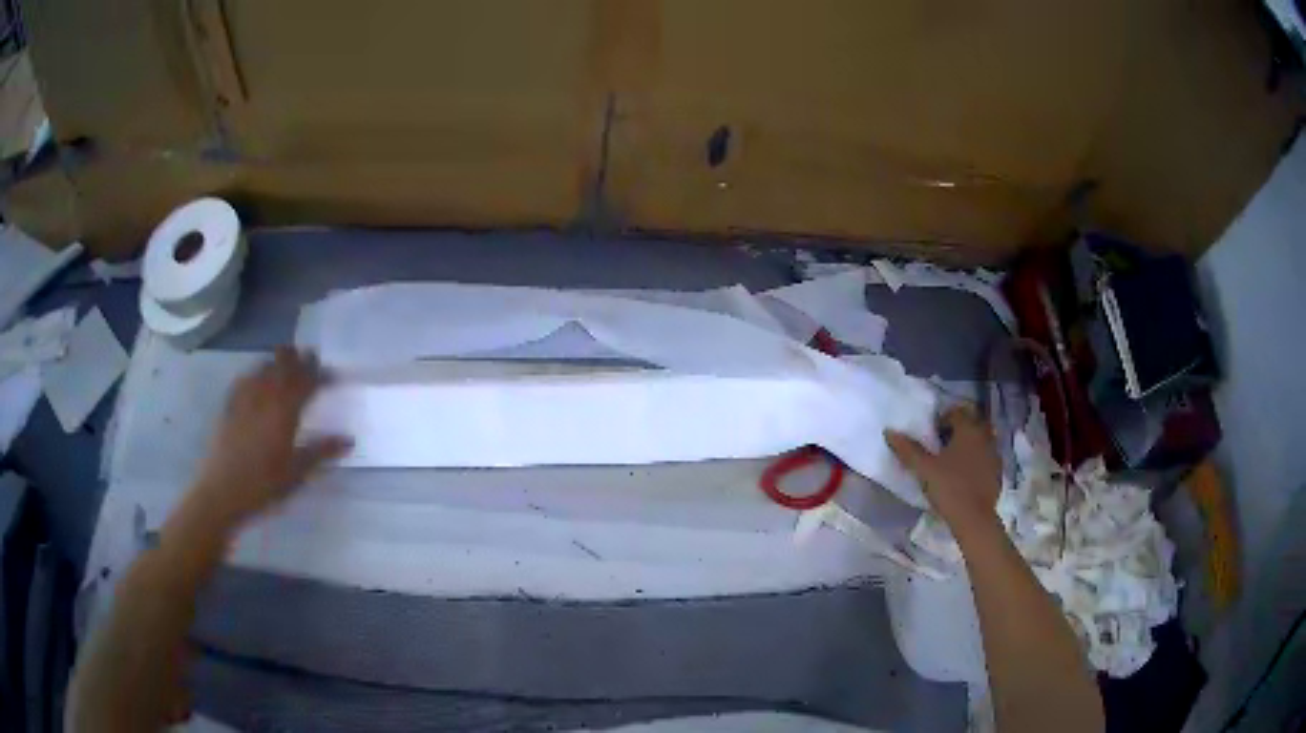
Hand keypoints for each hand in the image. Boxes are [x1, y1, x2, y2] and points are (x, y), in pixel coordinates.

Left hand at [191, 347, 351, 525]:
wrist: (223, 492)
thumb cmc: (264, 486)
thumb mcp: (297, 473)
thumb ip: (321, 452)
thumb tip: (349, 440)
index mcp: (285, 411)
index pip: (307, 382)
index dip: (321, 374)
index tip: (333, 374)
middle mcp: (265, 396)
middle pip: (284, 366)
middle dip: (299, 360)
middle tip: (311, 358)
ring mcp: (245, 398)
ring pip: (264, 367)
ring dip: (278, 362)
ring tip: (286, 363)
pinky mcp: (229, 405)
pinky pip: (245, 379)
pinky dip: (255, 373)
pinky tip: (256, 379)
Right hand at [886, 405, 1001, 533]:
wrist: (974, 518)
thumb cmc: (949, 487)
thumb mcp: (924, 469)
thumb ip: (908, 450)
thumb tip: (889, 432)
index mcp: (968, 429)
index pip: (956, 412)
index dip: (942, 420)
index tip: (932, 435)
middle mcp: (985, 436)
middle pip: (971, 423)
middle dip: (958, 430)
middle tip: (942, 445)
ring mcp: (994, 454)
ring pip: (981, 440)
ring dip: (968, 444)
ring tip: (953, 461)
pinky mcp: (998, 472)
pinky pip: (986, 457)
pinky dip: (977, 460)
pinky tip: (965, 476)